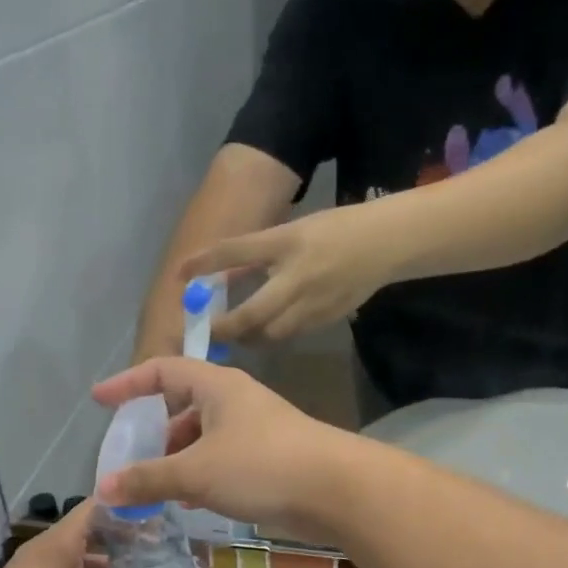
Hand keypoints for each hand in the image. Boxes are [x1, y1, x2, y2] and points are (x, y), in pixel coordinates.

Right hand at [92, 359, 354, 543]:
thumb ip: (148, 479)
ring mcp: (255, 430)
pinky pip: (223, 460)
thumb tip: (104, 489)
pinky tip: (192, 502)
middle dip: (155, 433)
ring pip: (203, 438)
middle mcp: (235, 401)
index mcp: (216, 386)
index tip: (99, 400)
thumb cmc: (262, 465)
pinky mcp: (269, 458)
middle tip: (133, 460)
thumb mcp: (196, 471)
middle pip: (183, 407)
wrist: (337, 489)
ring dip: (178, 459)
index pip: (162, 371)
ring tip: (158, 488)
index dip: (127, 383)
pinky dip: (202, 475)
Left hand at [183, 206, 394, 342]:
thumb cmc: (335, 230)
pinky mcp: (327, 319)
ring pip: (271, 333)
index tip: (181, 275)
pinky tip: (266, 330)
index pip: (236, 251)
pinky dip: (273, 335)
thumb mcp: (291, 233)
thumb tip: (221, 276)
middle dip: (226, 328)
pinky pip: (291, 334)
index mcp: (287, 243)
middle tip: (209, 331)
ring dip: (249, 336)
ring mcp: (314, 303)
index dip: (205, 263)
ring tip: (236, 334)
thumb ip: (257, 254)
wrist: (385, 244)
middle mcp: (297, 276)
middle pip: (251, 315)